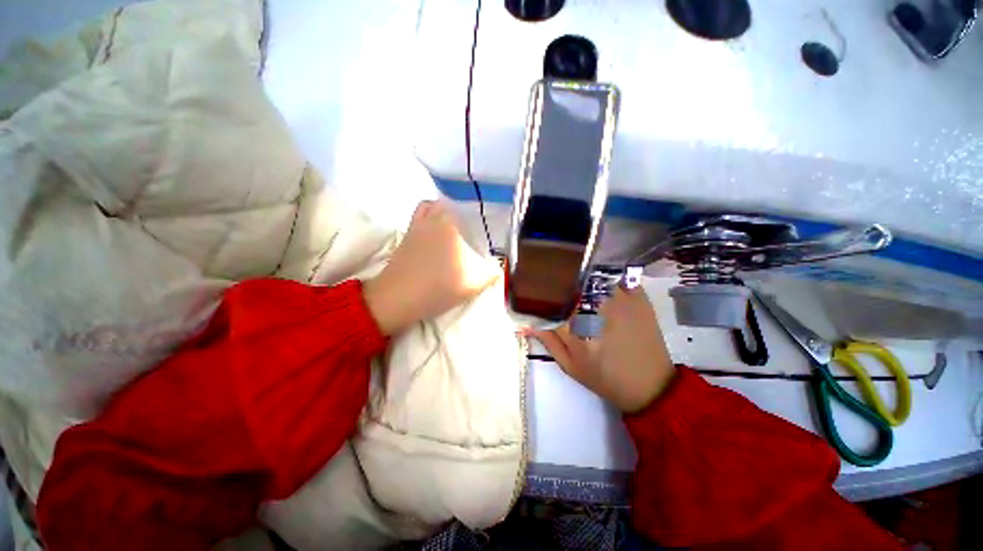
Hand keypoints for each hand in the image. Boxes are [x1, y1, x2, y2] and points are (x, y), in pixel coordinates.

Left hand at [364, 201, 500, 334]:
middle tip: (471, 230)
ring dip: (442, 211)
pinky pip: (418, 217)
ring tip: (453, 228)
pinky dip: (427, 217)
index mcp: (451, 225)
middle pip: (449, 205)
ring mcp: (416, 226)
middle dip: (461, 213)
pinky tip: (434, 234)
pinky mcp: (406, 236)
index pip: (467, 209)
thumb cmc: (440, 287)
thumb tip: (499, 266)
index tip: (484, 227)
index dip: (477, 215)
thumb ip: (492, 272)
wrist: (400, 298)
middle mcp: (433, 219)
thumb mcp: (474, 283)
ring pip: (431, 207)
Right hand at [534, 286, 675, 412]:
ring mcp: (620, 300)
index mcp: (577, 331)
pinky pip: (615, 276)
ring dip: (582, 279)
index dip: (542, 297)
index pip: (550, 302)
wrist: (651, 385)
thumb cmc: (605, 379)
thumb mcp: (570, 366)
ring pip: (590, 276)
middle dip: (559, 285)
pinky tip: (601, 285)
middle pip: (569, 285)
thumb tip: (526, 323)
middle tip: (557, 288)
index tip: (538, 295)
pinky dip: (605, 277)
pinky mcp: (638, 297)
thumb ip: (548, 342)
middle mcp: (597, 310)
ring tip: (579, 287)